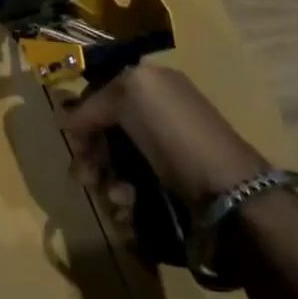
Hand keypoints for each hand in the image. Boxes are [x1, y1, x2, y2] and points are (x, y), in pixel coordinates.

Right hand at [60, 65, 268, 211]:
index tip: (73, 137)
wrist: (229, 192)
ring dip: (107, 183)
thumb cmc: (177, 134)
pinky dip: (124, 203)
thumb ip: (94, 102)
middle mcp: (157, 116)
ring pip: (115, 165)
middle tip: (86, 176)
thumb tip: (68, 121)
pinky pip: (133, 192)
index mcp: (152, 86)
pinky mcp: (170, 189)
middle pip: (106, 132)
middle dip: (91, 155)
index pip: (103, 92)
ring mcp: (164, 154)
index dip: (84, 113)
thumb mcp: (132, 94)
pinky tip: (127, 212)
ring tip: (117, 199)